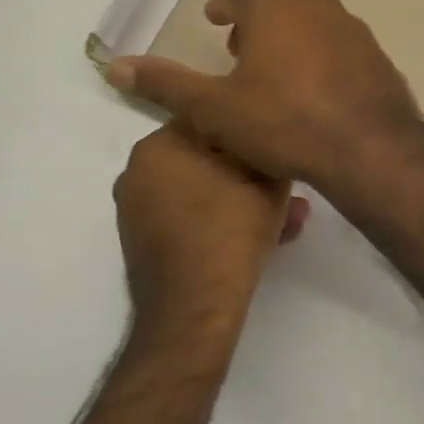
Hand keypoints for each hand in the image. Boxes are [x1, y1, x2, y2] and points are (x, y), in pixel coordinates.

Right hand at [106, 0, 420, 196]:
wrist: (367, 145)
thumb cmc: (284, 122)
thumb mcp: (214, 108)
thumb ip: (166, 84)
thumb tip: (115, 65)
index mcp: (273, 8)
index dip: (224, 7)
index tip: (215, 19)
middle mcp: (315, 5)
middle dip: (257, 16)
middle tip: (241, 44)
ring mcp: (351, 26)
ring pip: (313, 16)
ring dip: (291, 30)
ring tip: (276, 64)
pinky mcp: (375, 51)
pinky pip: (339, 40)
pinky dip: (321, 49)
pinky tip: (316, 83)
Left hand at [113, 123, 309, 329]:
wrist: (195, 307)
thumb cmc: (231, 229)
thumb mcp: (268, 177)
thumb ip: (267, 146)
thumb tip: (269, 134)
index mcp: (158, 145)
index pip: (210, 116)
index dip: (249, 127)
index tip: (276, 142)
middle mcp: (138, 171)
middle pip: (208, 157)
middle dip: (251, 172)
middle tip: (287, 189)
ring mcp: (136, 209)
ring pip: (204, 190)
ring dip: (243, 199)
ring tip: (286, 219)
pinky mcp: (145, 240)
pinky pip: (191, 216)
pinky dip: (222, 219)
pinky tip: (263, 236)